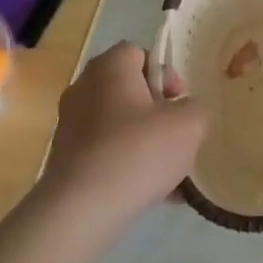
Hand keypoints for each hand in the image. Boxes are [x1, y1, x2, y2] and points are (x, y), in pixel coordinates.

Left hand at [35, 42, 208, 241]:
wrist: (82, 209)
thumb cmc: (138, 151)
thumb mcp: (189, 124)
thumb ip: (196, 108)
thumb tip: (184, 112)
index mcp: (110, 68)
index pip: (139, 53)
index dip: (166, 73)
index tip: (179, 102)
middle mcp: (83, 89)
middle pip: (129, 90)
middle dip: (157, 112)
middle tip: (176, 135)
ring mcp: (70, 125)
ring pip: (120, 125)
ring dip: (145, 142)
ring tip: (170, 172)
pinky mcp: (66, 159)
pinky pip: (107, 153)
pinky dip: (128, 166)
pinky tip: (154, 193)